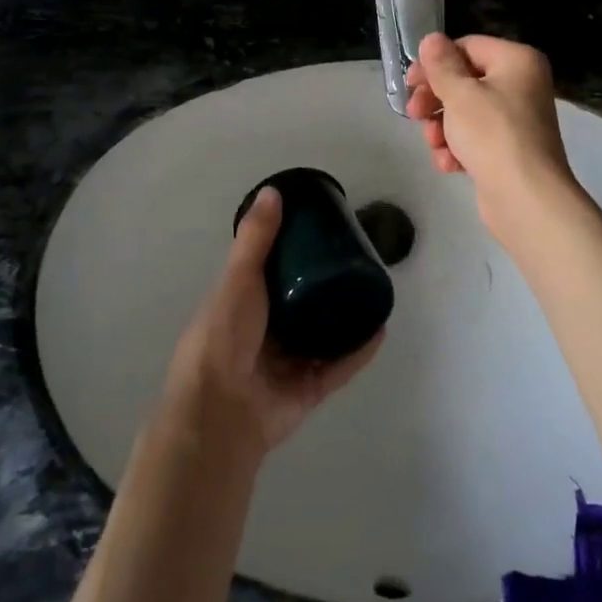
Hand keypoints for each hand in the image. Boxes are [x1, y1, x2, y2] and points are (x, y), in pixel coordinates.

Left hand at [159, 187, 382, 464]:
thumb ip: (256, 239)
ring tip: (373, 291)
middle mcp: (266, 332)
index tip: (323, 232)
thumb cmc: (223, 335)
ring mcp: (288, 363)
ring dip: (346, 317)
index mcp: (244, 304)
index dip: (296, 253)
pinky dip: (359, 351)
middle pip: (302, 303)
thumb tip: (274, 191)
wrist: (220, 410)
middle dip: (326, 285)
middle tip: (356, 259)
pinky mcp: (308, 390)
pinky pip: (339, 366)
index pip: (273, 273)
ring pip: (323, 335)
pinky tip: (380, 329)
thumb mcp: (238, 278)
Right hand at [405, 33, 576, 237]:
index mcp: (517, 61)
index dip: (435, 63)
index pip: (467, 47)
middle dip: (435, 100)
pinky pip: (475, 138)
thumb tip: (431, 39)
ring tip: (436, 145)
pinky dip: (458, 148)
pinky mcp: (508, 149)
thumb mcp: (460, 94)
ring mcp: (516, 119)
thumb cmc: (492, 135)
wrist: (526, 198)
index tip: (410, 83)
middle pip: (464, 81)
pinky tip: (449, 164)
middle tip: (414, 114)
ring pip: (465, 112)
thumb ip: (441, 64)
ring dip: (442, 128)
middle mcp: (521, 85)